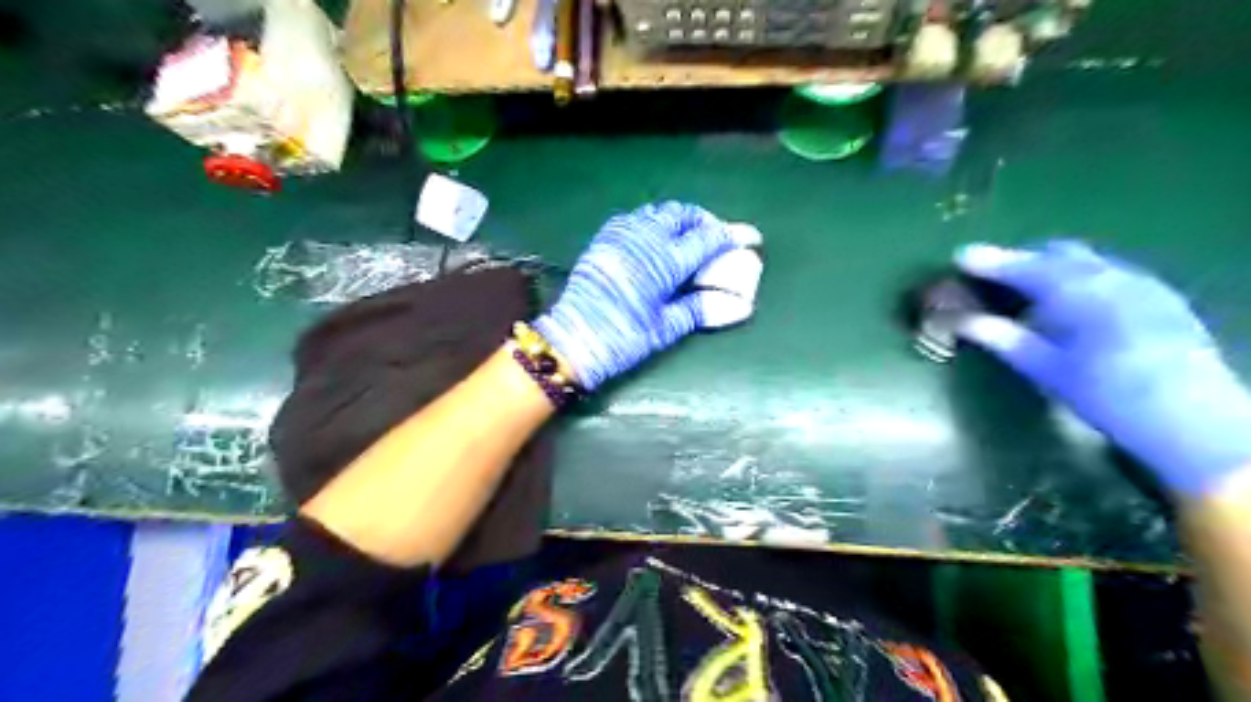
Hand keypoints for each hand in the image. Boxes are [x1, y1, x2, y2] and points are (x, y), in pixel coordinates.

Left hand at [534, 200, 756, 388]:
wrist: (572, 341)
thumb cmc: (623, 339)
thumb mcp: (666, 327)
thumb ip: (702, 309)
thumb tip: (741, 306)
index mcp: (663, 261)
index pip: (707, 239)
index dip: (732, 237)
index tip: (751, 237)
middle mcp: (643, 238)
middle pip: (683, 215)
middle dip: (705, 221)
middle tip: (718, 238)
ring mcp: (620, 235)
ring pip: (658, 212)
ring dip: (680, 219)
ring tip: (690, 238)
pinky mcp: (604, 239)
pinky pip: (635, 218)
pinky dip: (653, 222)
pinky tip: (656, 239)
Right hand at [954, 241, 1243, 497]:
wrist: (1191, 420)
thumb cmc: (1105, 395)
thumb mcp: (1045, 369)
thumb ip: (1002, 337)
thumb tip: (962, 320)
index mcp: (1077, 292)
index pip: (1023, 266)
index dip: (990, 261)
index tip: (961, 256)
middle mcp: (1111, 276)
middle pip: (1056, 253)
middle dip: (1022, 259)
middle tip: (993, 276)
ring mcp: (1141, 283)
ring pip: (1086, 260)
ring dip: (1052, 267)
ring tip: (1029, 290)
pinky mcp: (1161, 298)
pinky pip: (1110, 273)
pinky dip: (1081, 278)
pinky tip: (1074, 304)